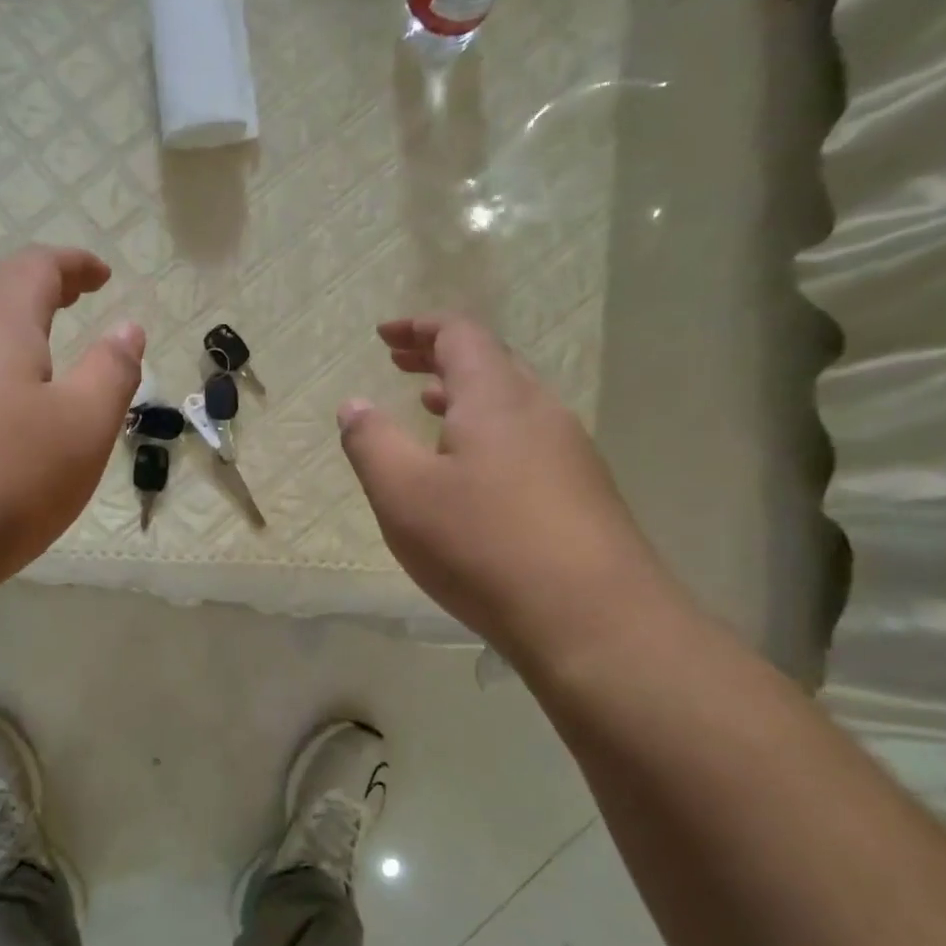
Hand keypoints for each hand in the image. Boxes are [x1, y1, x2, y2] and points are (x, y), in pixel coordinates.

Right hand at [339, 317, 667, 664]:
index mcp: (495, 398)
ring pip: (512, 403)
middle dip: (440, 356)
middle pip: (490, 362)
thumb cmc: (482, 544)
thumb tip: (353, 404)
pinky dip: (488, 431)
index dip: (418, 327)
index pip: (459, 334)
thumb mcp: (403, 493)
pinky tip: (472, 469)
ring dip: (465, 396)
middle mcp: (539, 411)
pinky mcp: (582, 491)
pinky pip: (527, 438)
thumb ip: (371, 442)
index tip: (383, 336)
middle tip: (400, 363)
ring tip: (430, 406)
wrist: (592, 617)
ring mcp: (569, 451)